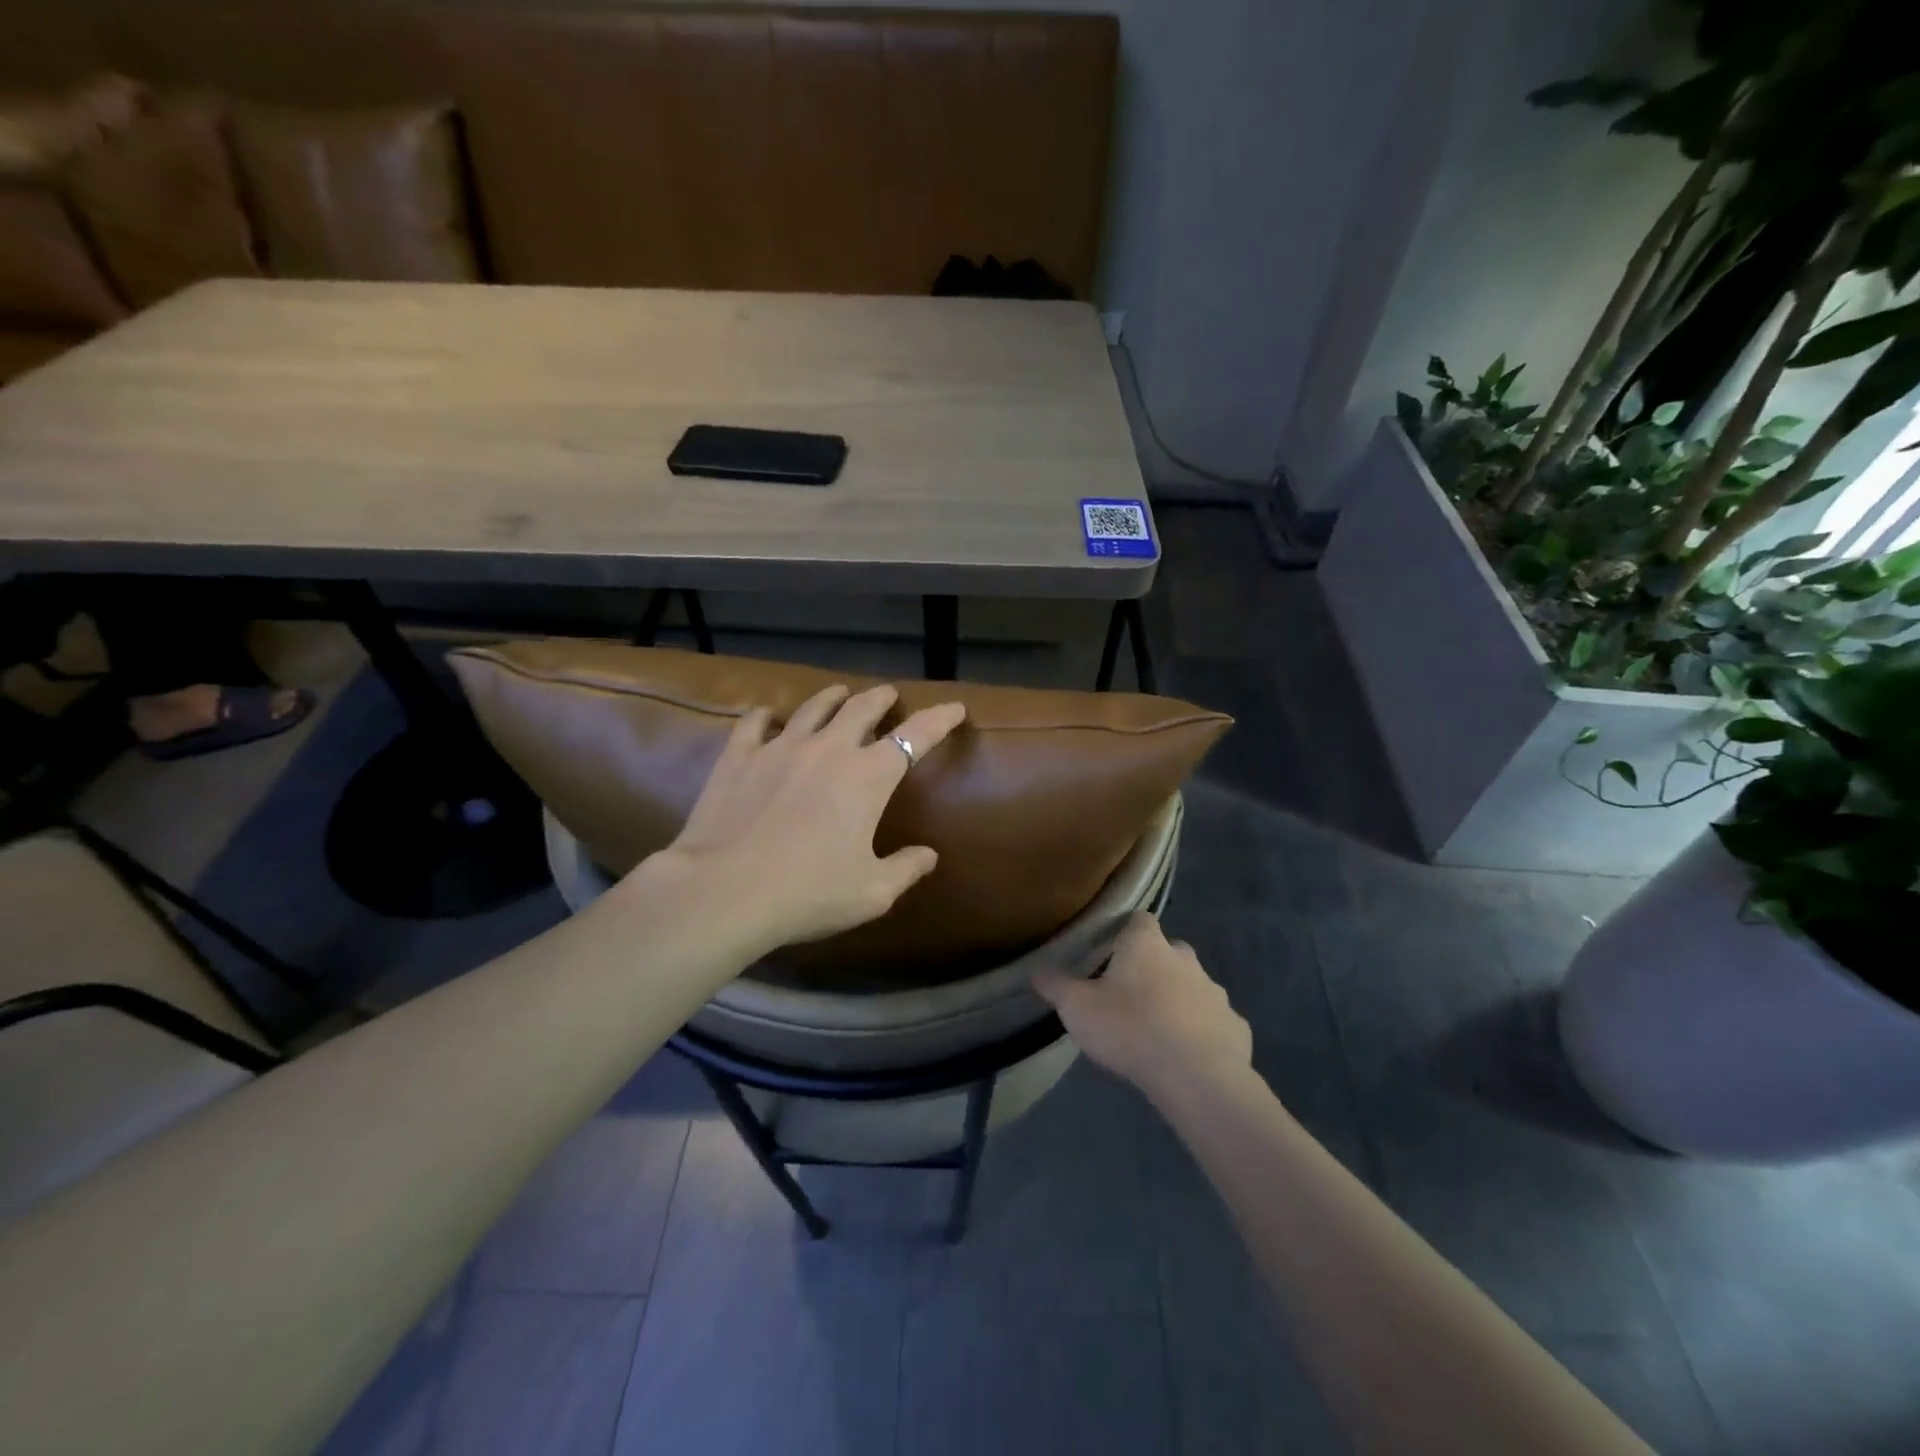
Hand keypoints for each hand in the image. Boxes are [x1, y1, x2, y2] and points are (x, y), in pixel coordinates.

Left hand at [639, 683, 965, 955]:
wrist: (725, 890)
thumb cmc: (808, 892)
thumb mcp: (871, 892)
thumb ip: (906, 869)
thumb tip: (929, 855)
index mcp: (868, 777)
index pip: (915, 736)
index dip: (939, 719)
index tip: (954, 708)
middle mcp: (829, 749)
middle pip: (862, 708)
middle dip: (882, 698)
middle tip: (889, 695)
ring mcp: (780, 747)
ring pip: (813, 707)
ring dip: (832, 697)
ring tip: (840, 693)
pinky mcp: (739, 756)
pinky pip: (755, 722)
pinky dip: (767, 715)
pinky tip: (767, 715)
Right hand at [1033, 912, 1250, 1104]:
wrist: (1196, 1075)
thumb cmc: (1130, 1028)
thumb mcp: (1078, 1008)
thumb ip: (1057, 987)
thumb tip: (1037, 972)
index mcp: (1147, 945)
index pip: (1138, 920)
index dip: (1125, 933)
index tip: (1110, 953)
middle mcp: (1185, 958)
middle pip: (1168, 952)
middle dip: (1153, 968)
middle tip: (1130, 995)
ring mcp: (1215, 991)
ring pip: (1193, 987)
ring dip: (1178, 1000)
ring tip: (1157, 1030)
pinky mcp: (1235, 1026)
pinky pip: (1214, 1022)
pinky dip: (1202, 1032)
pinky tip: (1186, 1055)